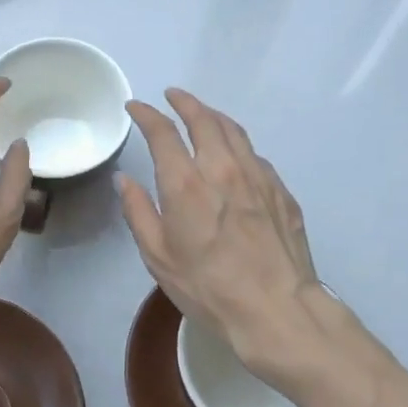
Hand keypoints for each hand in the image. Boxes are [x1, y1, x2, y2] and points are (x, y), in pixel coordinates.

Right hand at [116, 89, 374, 388]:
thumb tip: (126, 180)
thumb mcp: (158, 257)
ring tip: (203, 114)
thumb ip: (138, 212)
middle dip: (185, 102)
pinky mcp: (282, 192)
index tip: (136, 107)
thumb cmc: (208, 288)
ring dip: (214, 116)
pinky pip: (256, 156)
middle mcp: (222, 169)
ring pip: (235, 131)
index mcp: (186, 183)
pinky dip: (238, 145)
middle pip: (204, 119)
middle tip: (172, 96)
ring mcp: (258, 177)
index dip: (147, 114)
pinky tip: (235, 155)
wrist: (277, 310)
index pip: (163, 133)